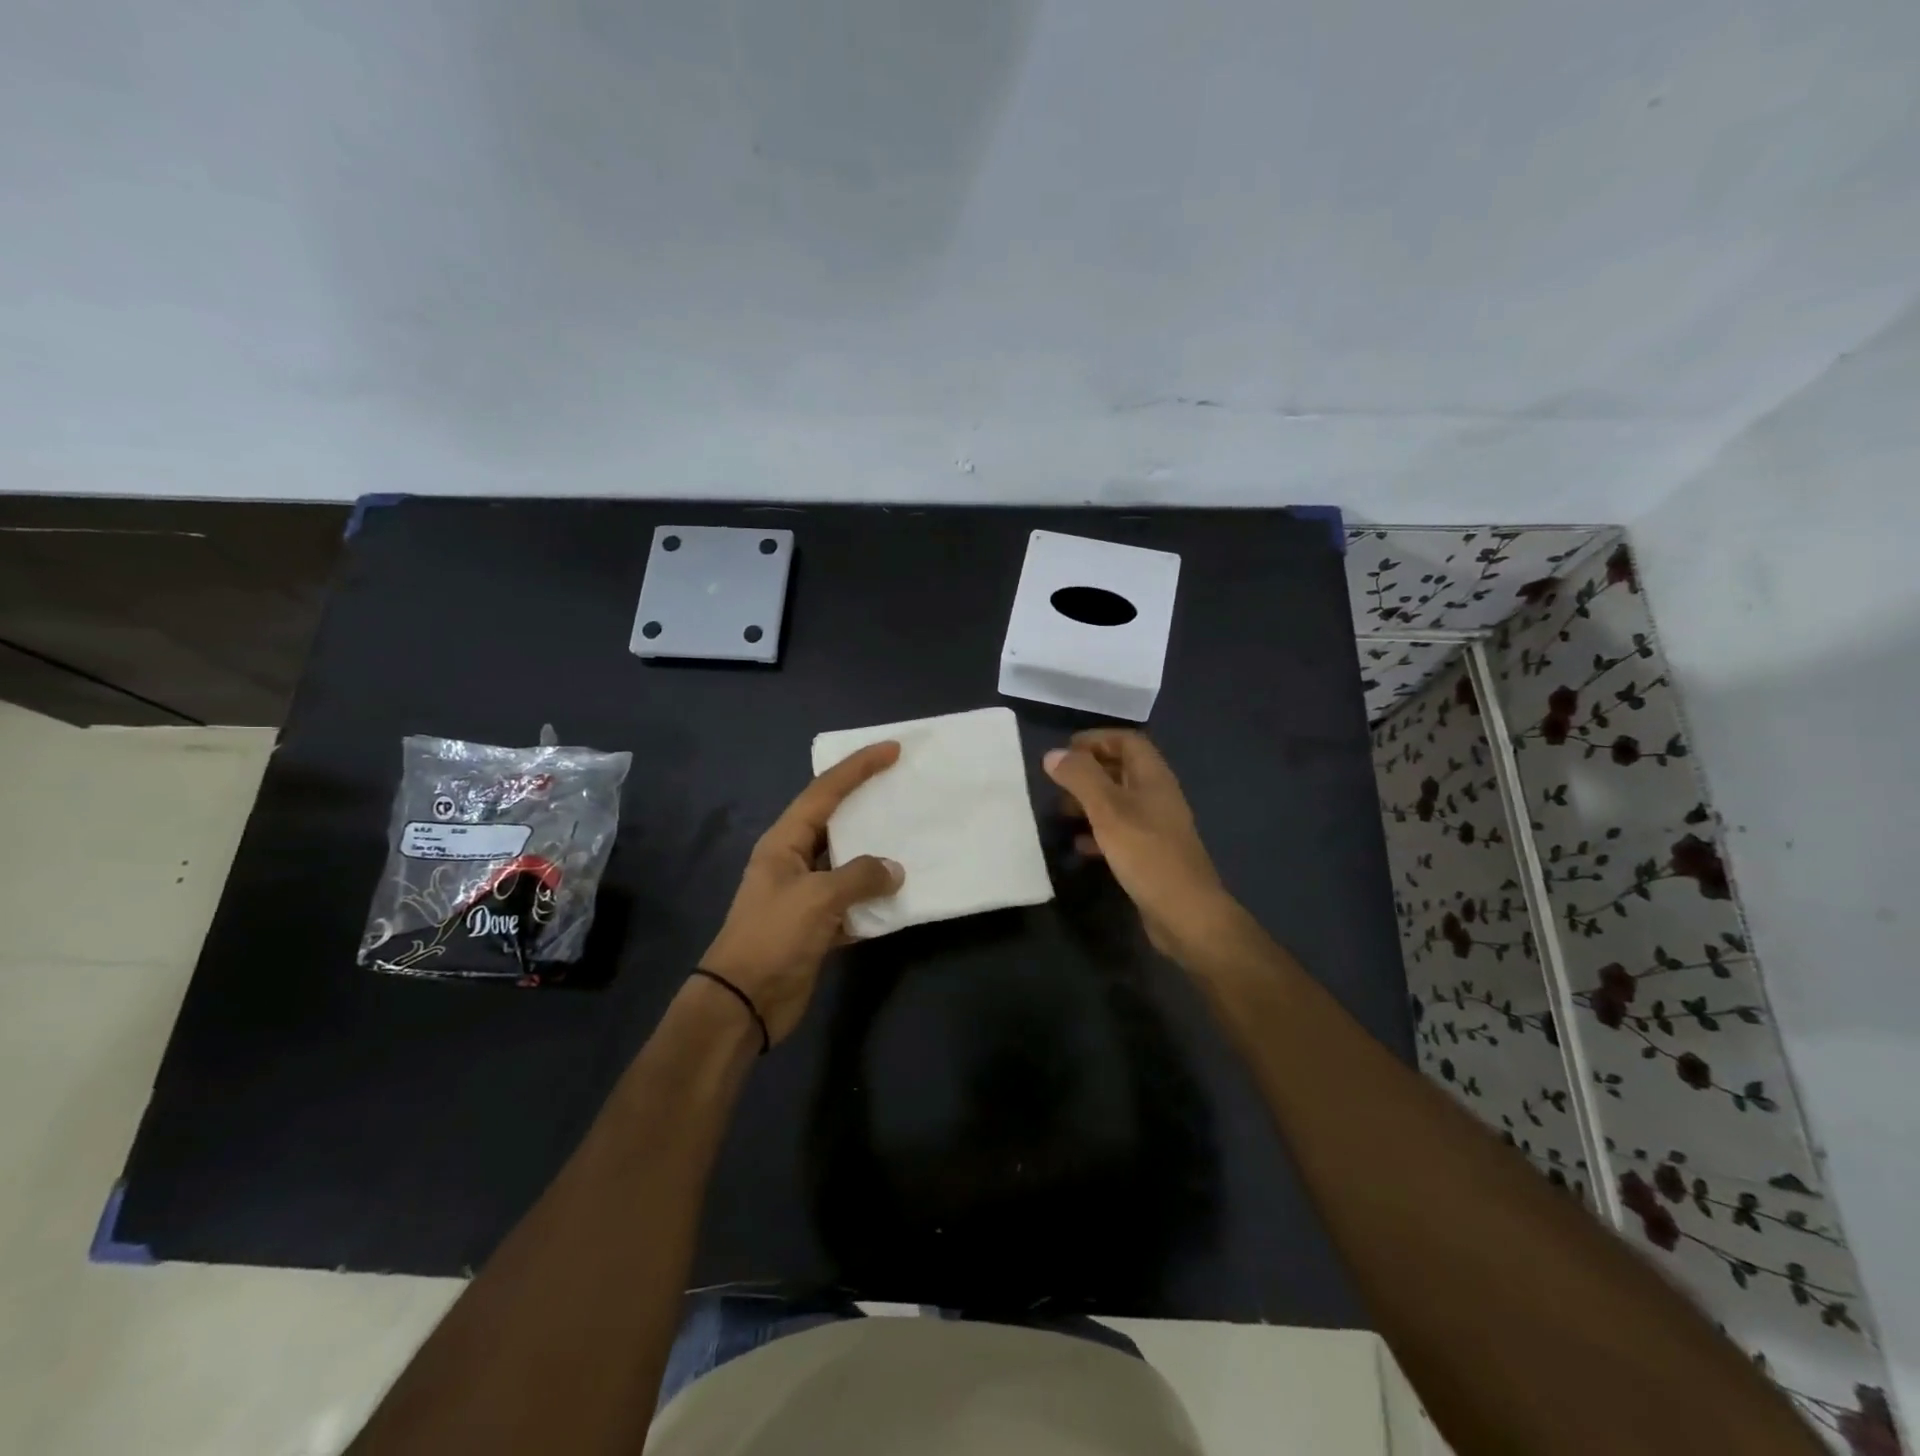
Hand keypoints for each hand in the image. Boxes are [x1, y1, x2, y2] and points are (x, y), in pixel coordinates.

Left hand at [699, 742, 905, 1044]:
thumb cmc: (773, 937)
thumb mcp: (818, 898)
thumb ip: (860, 877)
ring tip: (914, 837)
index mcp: (785, 842)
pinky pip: (854, 903)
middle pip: (837, 823)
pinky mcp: (818, 926)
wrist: (744, 1002)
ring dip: (877, 857)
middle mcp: (795, 861)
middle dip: (869, 806)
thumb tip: (894, 870)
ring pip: (848, 864)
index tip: (891, 750)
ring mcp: (806, 895)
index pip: (824, 792)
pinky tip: (902, 896)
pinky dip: (875, 901)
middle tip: (905, 788)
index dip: (857, 768)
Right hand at [1043, 729, 1246, 965]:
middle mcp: (1157, 796)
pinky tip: (1079, 846)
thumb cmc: (1147, 854)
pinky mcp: (1150, 854)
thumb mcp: (1108, 810)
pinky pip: (1120, 832)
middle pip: (1122, 769)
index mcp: (1153, 777)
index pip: (1127, 741)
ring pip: (1118, 802)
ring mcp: (1156, 827)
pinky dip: (1097, 832)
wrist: (1186, 913)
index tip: (1065, 752)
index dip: (1096, 739)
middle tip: (1057, 783)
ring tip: (1061, 812)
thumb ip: (1080, 778)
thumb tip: (1053, 754)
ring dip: (1090, 802)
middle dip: (1088, 771)